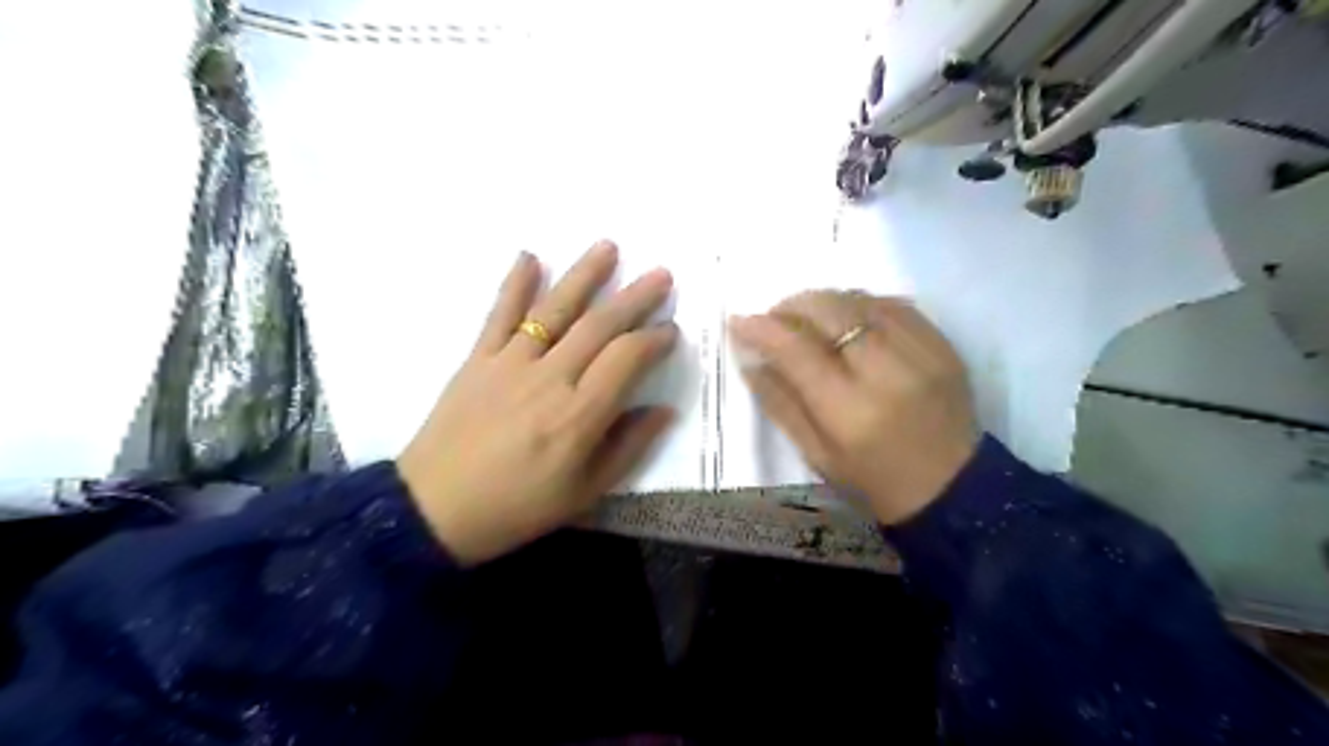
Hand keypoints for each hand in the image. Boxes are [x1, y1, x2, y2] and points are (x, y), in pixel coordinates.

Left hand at [397, 241, 676, 560]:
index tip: (671, 330)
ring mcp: (510, 363)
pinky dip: (514, 284)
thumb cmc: (517, 507)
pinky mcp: (477, 360)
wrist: (435, 511)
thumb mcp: (585, 492)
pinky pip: (500, 315)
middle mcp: (549, 378)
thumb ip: (628, 447)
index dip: (654, 339)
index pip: (627, 359)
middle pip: (599, 326)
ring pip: (555, 310)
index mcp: (579, 415)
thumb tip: (663, 410)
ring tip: (609, 247)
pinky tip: (529, 256)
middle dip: (635, 297)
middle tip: (661, 274)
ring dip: (584, 275)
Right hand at [726, 292, 974, 523]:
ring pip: (862, 301)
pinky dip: (863, 303)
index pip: (797, 350)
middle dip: (792, 305)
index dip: (763, 328)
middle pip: (831, 311)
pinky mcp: (943, 346)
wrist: (951, 488)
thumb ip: (779, 402)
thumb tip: (750, 357)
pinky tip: (849, 317)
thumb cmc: (872, 480)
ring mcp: (921, 354)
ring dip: (826, 300)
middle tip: (775, 317)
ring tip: (809, 316)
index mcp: (849, 412)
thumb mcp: (815, 453)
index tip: (740, 321)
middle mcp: (887, 374)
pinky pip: (895, 304)